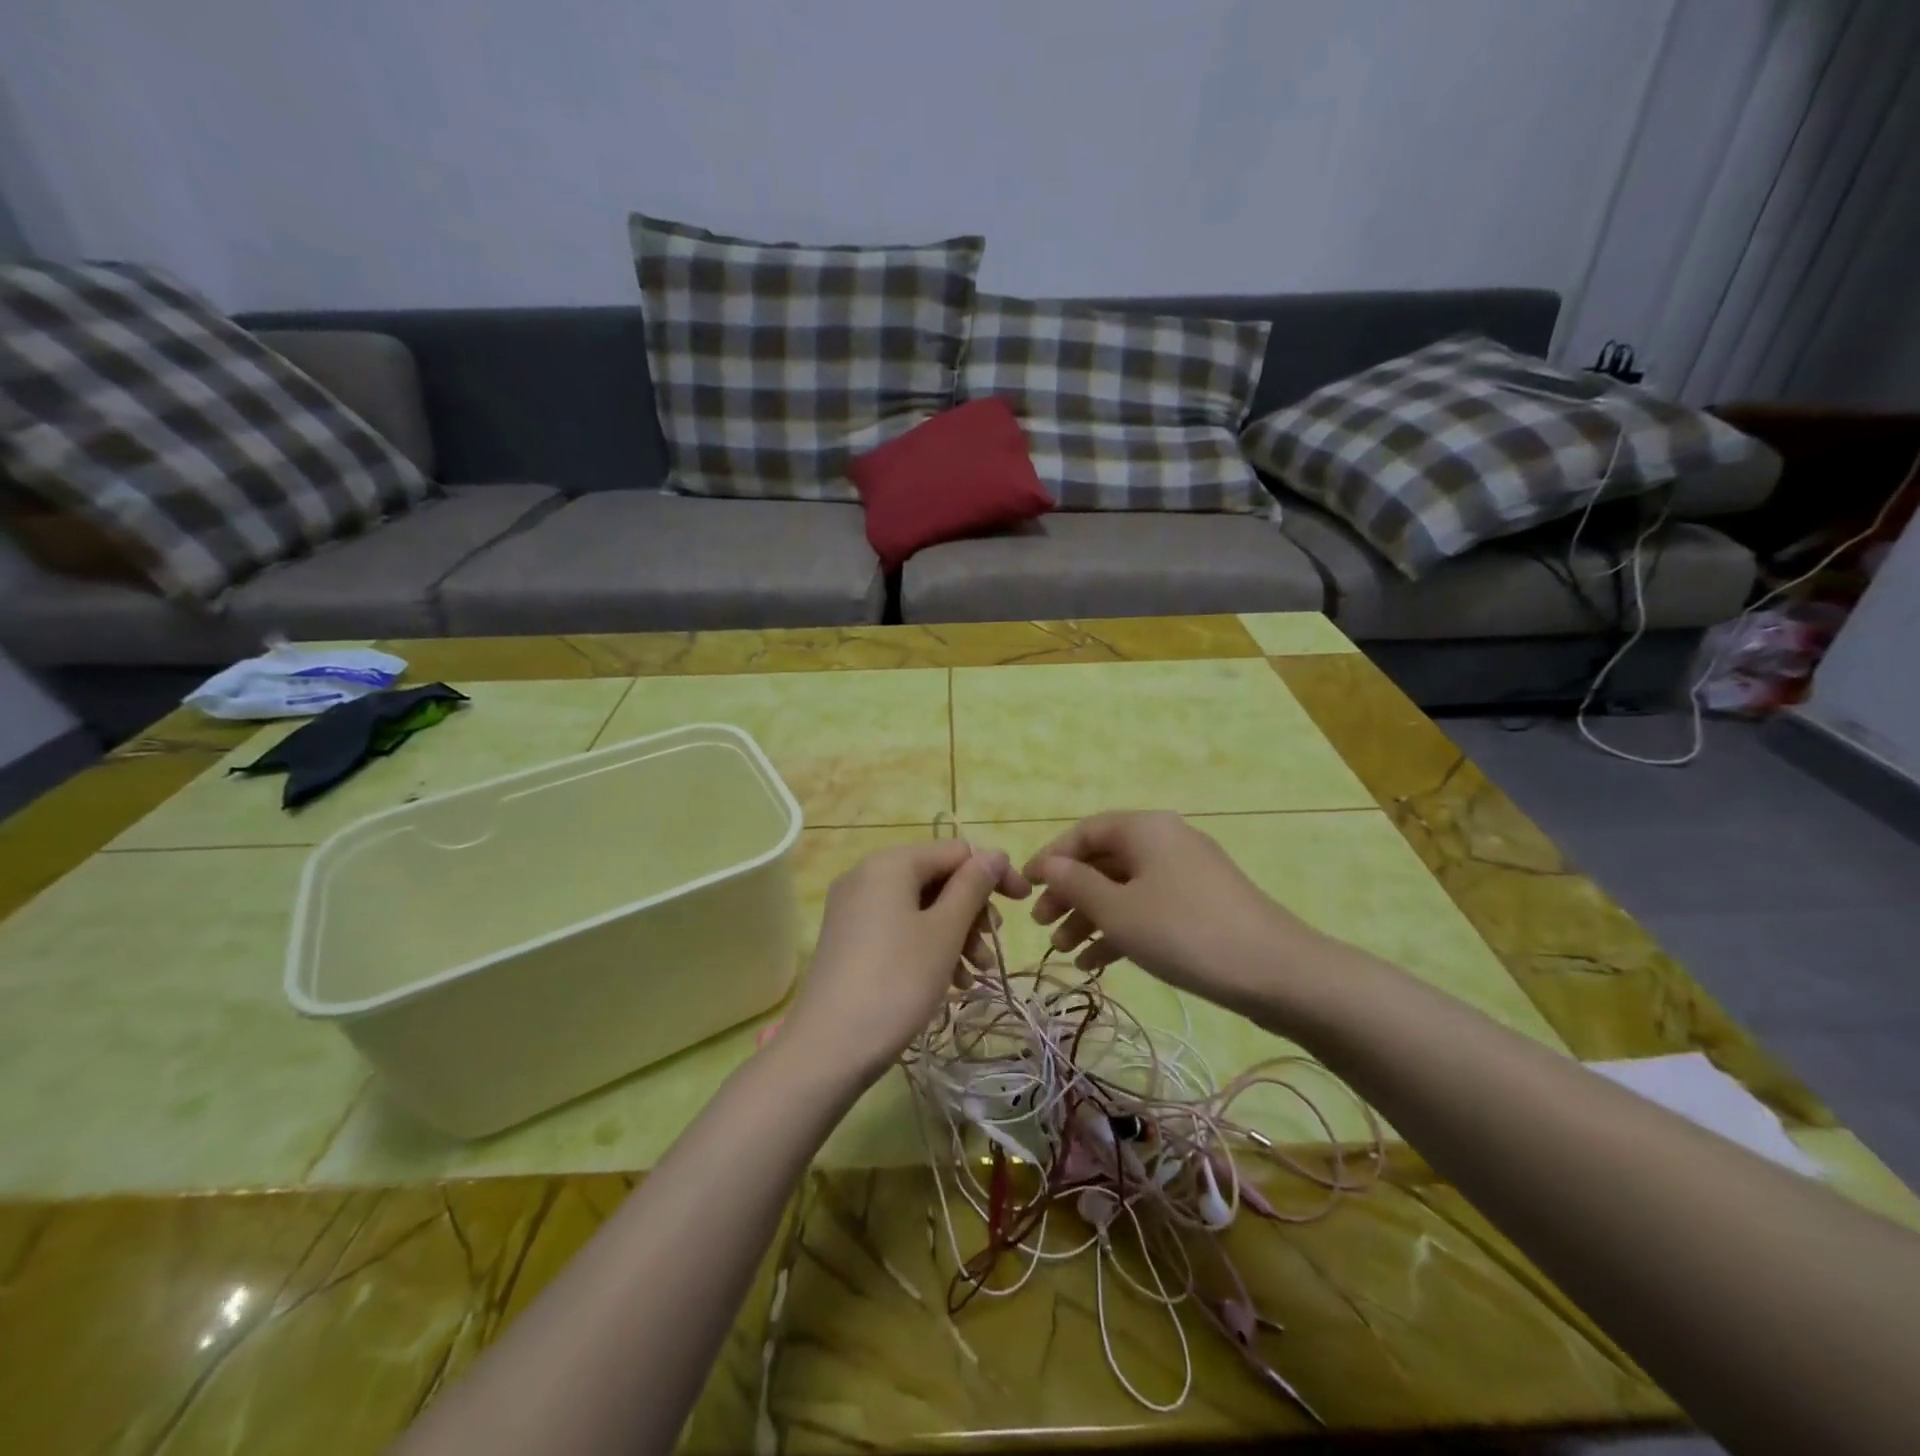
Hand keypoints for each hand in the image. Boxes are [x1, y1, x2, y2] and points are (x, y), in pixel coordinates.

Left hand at [784, 841, 1030, 1083]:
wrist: (828, 1048)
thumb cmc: (897, 981)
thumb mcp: (944, 932)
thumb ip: (973, 887)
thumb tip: (994, 854)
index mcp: (891, 863)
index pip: (956, 852)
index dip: (994, 874)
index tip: (1023, 905)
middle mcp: (867, 875)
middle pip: (937, 878)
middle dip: (972, 912)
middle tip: (990, 951)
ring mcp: (854, 908)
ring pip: (920, 907)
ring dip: (955, 934)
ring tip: (974, 975)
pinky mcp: (848, 938)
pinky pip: (899, 927)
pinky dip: (928, 945)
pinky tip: (948, 981)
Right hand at [1025, 811, 1320, 1016]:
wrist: (1276, 971)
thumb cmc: (1183, 931)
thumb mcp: (1118, 910)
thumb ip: (1075, 884)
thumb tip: (1047, 865)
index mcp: (1144, 829)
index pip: (1084, 832)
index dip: (1050, 858)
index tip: (1024, 889)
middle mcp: (1164, 841)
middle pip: (1103, 861)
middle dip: (1069, 893)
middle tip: (1042, 926)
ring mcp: (1185, 873)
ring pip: (1124, 888)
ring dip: (1091, 916)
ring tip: (1064, 952)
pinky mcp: (1200, 904)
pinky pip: (1148, 907)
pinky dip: (1121, 929)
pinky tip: (1097, 963)